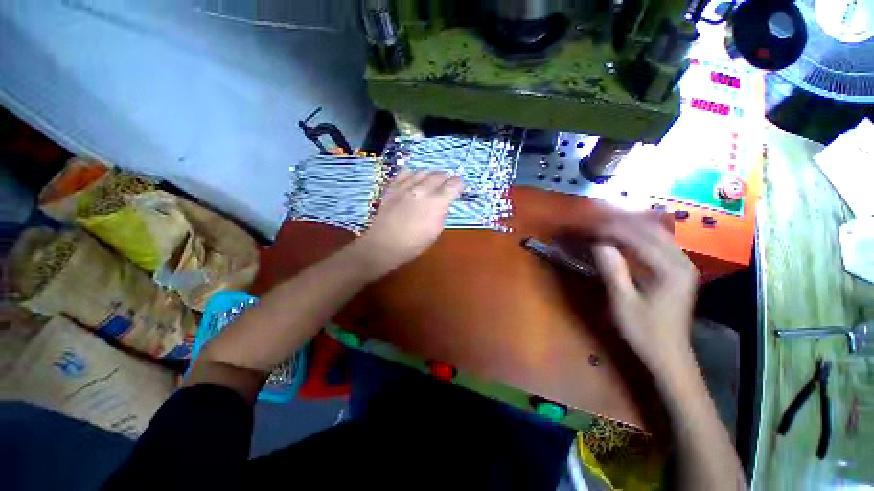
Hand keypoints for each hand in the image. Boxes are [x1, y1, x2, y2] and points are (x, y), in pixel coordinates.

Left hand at [352, 168, 462, 277]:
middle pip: (440, 175)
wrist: (385, 244)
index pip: (454, 184)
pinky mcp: (393, 187)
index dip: (459, 185)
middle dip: (446, 179)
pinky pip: (405, 172)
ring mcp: (406, 186)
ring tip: (430, 183)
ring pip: (423, 171)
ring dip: (430, 176)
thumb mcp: (436, 231)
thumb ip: (442, 213)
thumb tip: (443, 204)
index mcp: (436, 202)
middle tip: (446, 187)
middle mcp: (423, 189)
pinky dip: (412, 174)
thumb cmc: (414, 243)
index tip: (459, 189)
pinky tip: (413, 180)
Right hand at [592, 220, 698, 372]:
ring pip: (656, 234)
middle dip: (622, 224)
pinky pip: (659, 244)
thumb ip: (612, 270)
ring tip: (606, 227)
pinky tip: (624, 238)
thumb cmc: (644, 331)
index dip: (612, 230)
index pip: (639, 238)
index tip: (590, 227)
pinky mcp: (678, 270)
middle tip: (596, 224)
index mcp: (671, 270)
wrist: (669, 354)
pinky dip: (639, 237)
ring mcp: (683, 265)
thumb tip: (598, 244)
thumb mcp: (623, 302)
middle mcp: (682, 261)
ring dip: (630, 228)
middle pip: (651, 231)